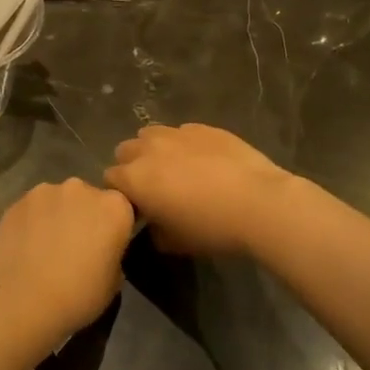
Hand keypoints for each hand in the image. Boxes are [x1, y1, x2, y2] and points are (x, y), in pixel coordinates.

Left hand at [0, 179, 135, 340]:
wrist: (23, 300)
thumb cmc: (78, 295)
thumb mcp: (114, 282)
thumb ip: (112, 254)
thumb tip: (101, 251)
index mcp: (114, 207)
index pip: (122, 208)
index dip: (113, 227)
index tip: (105, 246)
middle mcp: (81, 189)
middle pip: (88, 198)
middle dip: (84, 216)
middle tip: (75, 246)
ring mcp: (46, 191)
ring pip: (57, 200)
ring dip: (57, 216)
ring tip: (46, 247)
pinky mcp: (17, 201)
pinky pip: (32, 209)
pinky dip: (32, 221)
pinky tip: (25, 246)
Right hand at [105, 123, 290, 255]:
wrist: (259, 202)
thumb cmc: (211, 227)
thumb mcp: (174, 242)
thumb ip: (153, 231)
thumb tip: (153, 224)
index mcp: (134, 178)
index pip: (110, 178)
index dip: (120, 193)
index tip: (136, 207)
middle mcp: (148, 149)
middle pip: (125, 151)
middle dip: (132, 166)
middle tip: (154, 187)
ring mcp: (176, 133)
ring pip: (150, 135)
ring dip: (154, 150)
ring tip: (175, 168)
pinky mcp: (202, 127)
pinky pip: (181, 132)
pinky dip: (183, 144)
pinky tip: (203, 161)